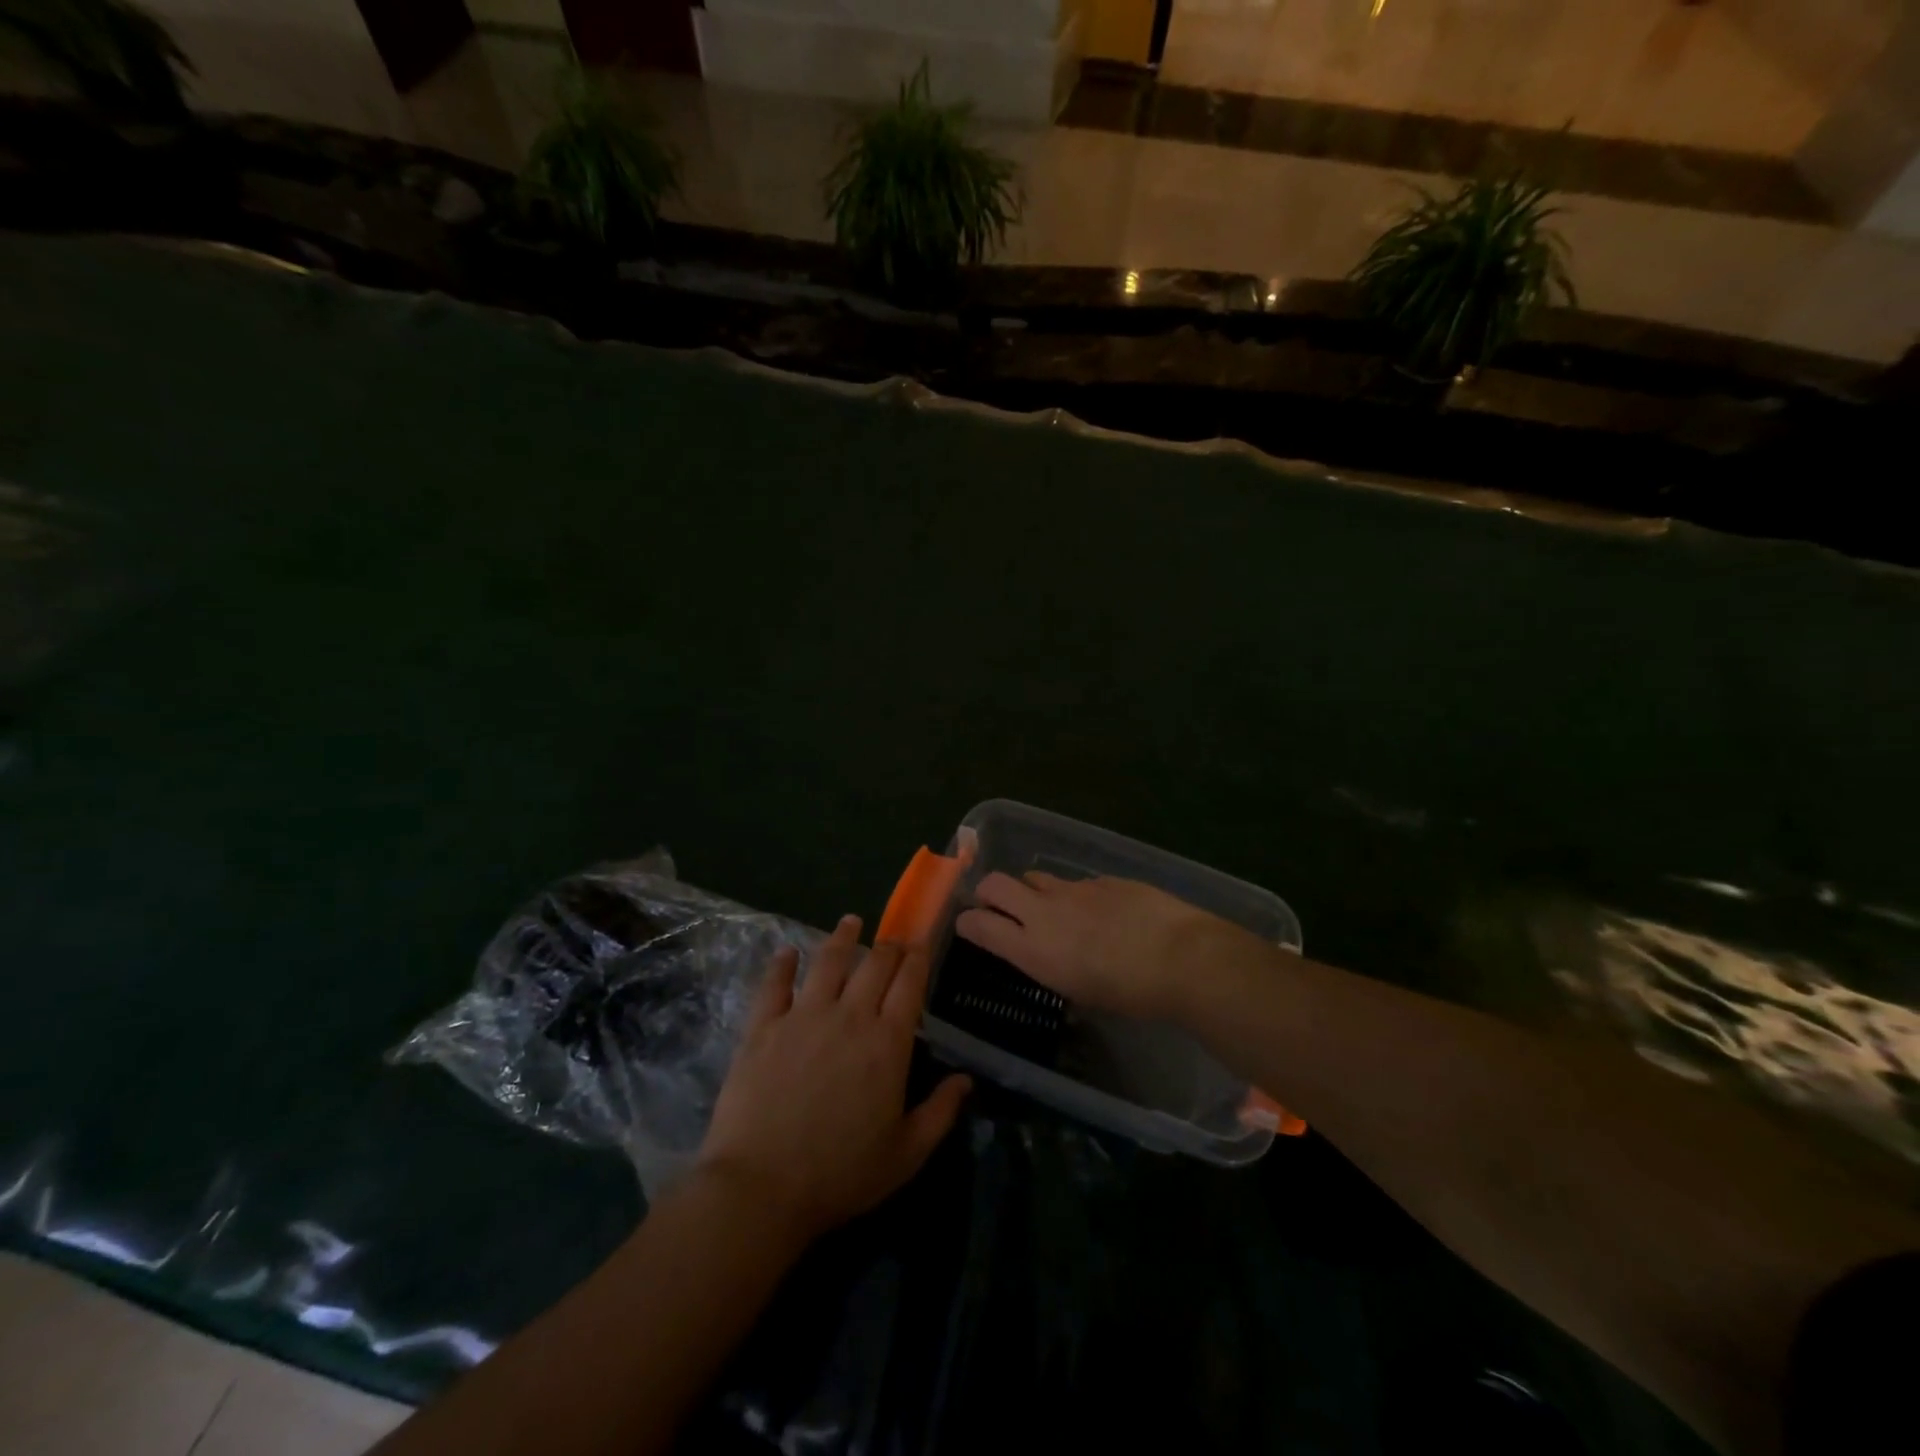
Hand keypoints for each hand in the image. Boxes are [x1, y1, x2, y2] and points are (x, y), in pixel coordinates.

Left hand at [696, 916, 970, 1243]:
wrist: (762, 1187)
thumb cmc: (841, 1174)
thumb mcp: (906, 1154)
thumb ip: (940, 1112)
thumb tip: (967, 1079)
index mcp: (887, 1042)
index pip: (909, 984)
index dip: (917, 959)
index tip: (921, 944)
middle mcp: (849, 1016)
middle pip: (874, 964)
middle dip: (888, 946)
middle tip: (892, 938)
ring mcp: (804, 1016)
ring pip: (828, 961)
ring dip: (842, 937)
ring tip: (850, 922)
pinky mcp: (764, 1026)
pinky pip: (775, 984)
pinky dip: (782, 964)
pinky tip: (787, 951)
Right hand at [954, 873, 1235, 1021]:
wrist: (1181, 957)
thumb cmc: (1131, 994)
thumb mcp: (1081, 993)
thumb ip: (1055, 967)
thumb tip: (1053, 957)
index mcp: (1033, 949)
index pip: (978, 925)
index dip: (967, 923)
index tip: (968, 926)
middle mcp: (1044, 912)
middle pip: (994, 884)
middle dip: (987, 893)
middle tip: (997, 906)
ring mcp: (1073, 889)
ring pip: (1034, 877)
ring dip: (1033, 891)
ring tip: (1053, 910)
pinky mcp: (1102, 879)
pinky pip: (1077, 883)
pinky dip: (1078, 896)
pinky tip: (1103, 913)